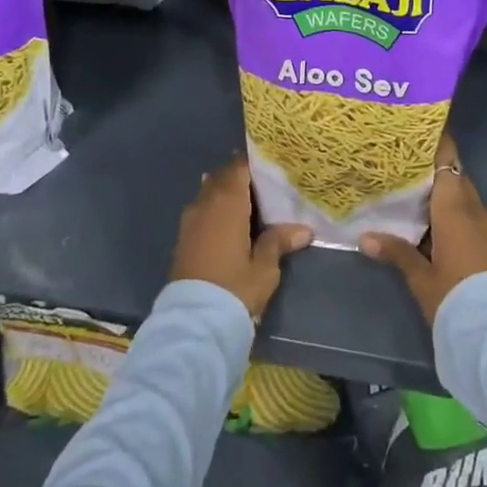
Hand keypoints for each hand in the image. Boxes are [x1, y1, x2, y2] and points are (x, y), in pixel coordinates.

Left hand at [169, 155, 312, 320]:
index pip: (239, 167)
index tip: (271, 163)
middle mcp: (205, 204)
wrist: (194, 323)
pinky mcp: (183, 239)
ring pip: (209, 193)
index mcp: (227, 202)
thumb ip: (279, 242)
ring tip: (249, 202)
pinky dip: (214, 209)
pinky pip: (201, 210)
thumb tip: (304, 229)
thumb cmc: (234, 288)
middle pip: (222, 177)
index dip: (254, 163)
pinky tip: (229, 223)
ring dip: (226, 192)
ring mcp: (190, 221)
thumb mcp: (264, 268)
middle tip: (265, 184)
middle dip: (241, 177)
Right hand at [359, 134, 486, 323]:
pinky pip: (470, 215)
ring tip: (415, 193)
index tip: (421, 129)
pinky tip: (434, 224)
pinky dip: (453, 212)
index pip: (447, 162)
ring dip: (444, 194)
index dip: (437, 144)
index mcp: (455, 208)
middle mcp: (475, 210)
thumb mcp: (420, 276)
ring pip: (464, 198)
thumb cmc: (453, 294)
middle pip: (455, 178)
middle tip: (406, 164)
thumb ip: (395, 252)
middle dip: (434, 170)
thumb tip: (365, 237)